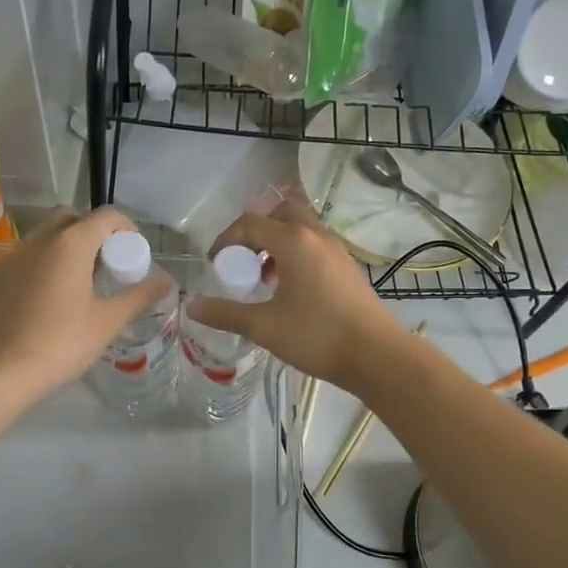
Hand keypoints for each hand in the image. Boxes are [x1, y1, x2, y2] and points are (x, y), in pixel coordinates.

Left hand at [0, 207, 171, 404]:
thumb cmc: (61, 343)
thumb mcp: (107, 322)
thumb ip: (139, 297)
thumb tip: (166, 283)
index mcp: (71, 243)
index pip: (107, 216)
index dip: (127, 229)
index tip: (134, 256)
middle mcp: (41, 239)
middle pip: (74, 218)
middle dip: (95, 233)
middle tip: (108, 265)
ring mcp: (15, 256)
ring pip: (48, 235)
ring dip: (70, 246)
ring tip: (83, 282)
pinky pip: (30, 255)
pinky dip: (47, 263)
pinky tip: (54, 298)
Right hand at [187, 200, 407, 390]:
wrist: (377, 355)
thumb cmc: (317, 336)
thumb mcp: (264, 326)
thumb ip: (225, 313)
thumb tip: (190, 305)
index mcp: (294, 241)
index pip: (250, 223)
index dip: (226, 240)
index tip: (215, 265)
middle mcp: (316, 235)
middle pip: (280, 213)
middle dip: (256, 232)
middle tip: (243, 261)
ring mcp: (336, 249)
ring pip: (301, 229)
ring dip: (277, 243)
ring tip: (264, 279)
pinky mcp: (348, 266)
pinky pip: (315, 246)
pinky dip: (296, 255)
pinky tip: (290, 291)